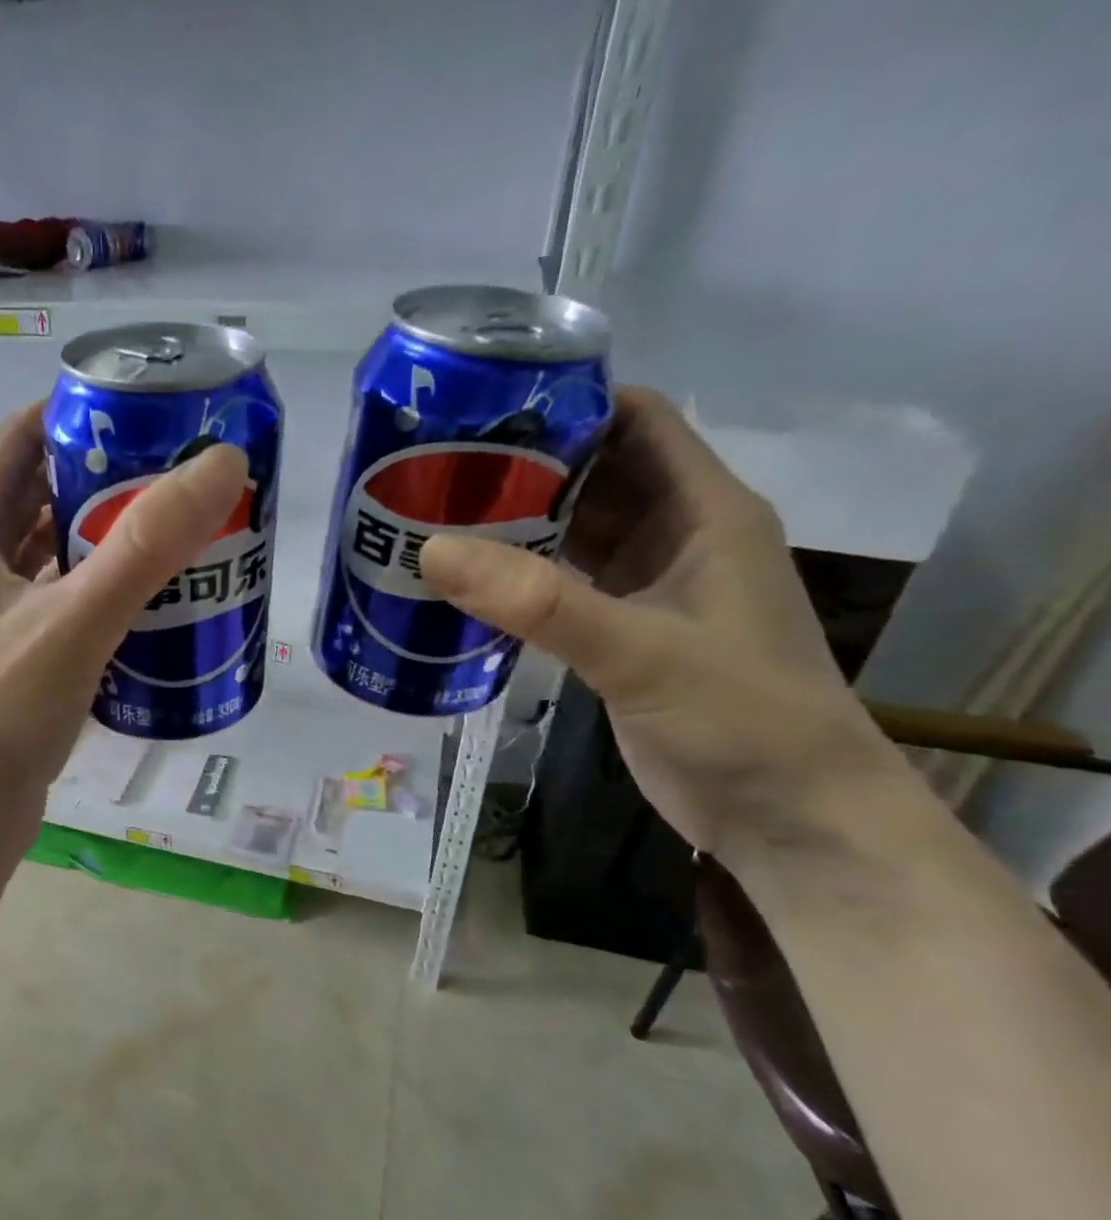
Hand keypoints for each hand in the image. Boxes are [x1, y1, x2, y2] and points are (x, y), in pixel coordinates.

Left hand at [0, 400, 249, 823]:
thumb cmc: (1, 714)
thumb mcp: (76, 622)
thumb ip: (146, 545)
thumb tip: (222, 464)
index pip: (18, 440)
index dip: (75, 412)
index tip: (145, 406)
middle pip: (43, 493)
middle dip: (106, 473)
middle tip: (181, 467)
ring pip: (55, 549)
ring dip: (108, 532)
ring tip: (179, 522)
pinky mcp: (16, 652)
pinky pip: (64, 597)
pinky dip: (103, 584)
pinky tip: (153, 593)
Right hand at [420, 386, 902, 860]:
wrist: (787, 817)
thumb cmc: (741, 718)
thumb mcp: (640, 652)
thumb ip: (539, 601)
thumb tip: (431, 550)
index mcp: (704, 511)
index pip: (636, 420)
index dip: (567, 402)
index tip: (482, 407)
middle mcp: (674, 535)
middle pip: (591, 473)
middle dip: (519, 463)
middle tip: (434, 464)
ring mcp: (645, 585)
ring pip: (570, 530)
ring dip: (511, 521)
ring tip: (432, 513)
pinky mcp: (619, 630)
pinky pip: (558, 583)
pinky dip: (515, 575)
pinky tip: (462, 580)